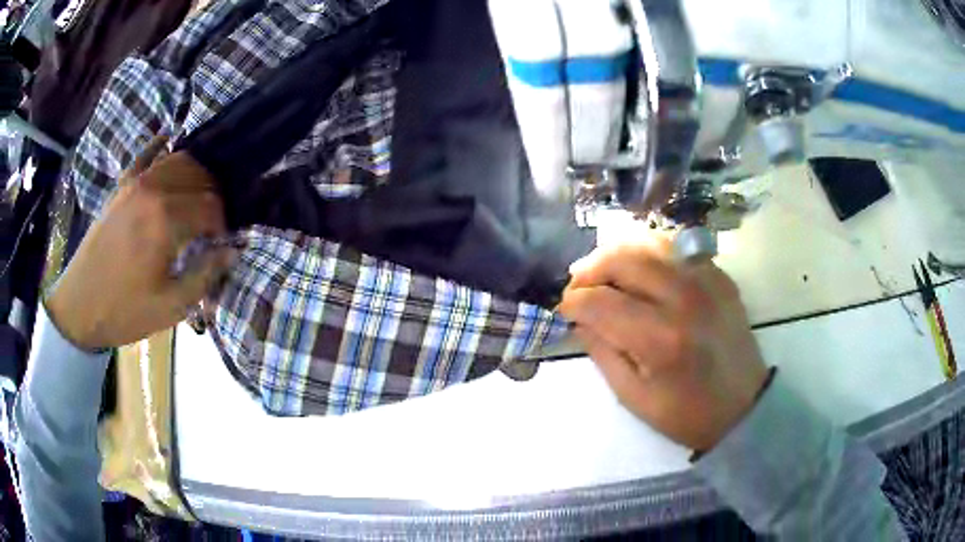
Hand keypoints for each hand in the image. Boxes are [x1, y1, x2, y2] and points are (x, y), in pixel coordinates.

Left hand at [46, 137, 233, 350]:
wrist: (79, 307)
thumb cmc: (124, 312)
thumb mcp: (170, 307)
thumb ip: (205, 275)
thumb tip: (233, 251)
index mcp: (165, 219)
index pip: (211, 205)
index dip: (223, 224)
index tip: (222, 244)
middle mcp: (152, 189)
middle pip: (199, 176)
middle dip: (213, 197)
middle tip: (213, 224)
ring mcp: (135, 182)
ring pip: (178, 160)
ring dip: (196, 175)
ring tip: (197, 199)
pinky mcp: (121, 186)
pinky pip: (146, 154)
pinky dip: (162, 146)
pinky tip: (171, 141)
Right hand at [558, 236, 768, 451]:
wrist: (744, 406)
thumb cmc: (686, 413)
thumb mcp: (633, 396)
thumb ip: (601, 352)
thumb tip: (579, 318)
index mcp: (661, 338)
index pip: (601, 302)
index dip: (573, 302)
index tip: (564, 310)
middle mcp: (684, 298)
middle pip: (624, 258)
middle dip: (590, 269)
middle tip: (578, 285)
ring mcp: (706, 281)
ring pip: (649, 243)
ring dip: (618, 253)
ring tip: (604, 272)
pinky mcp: (719, 276)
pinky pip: (676, 249)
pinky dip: (650, 254)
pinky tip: (641, 272)